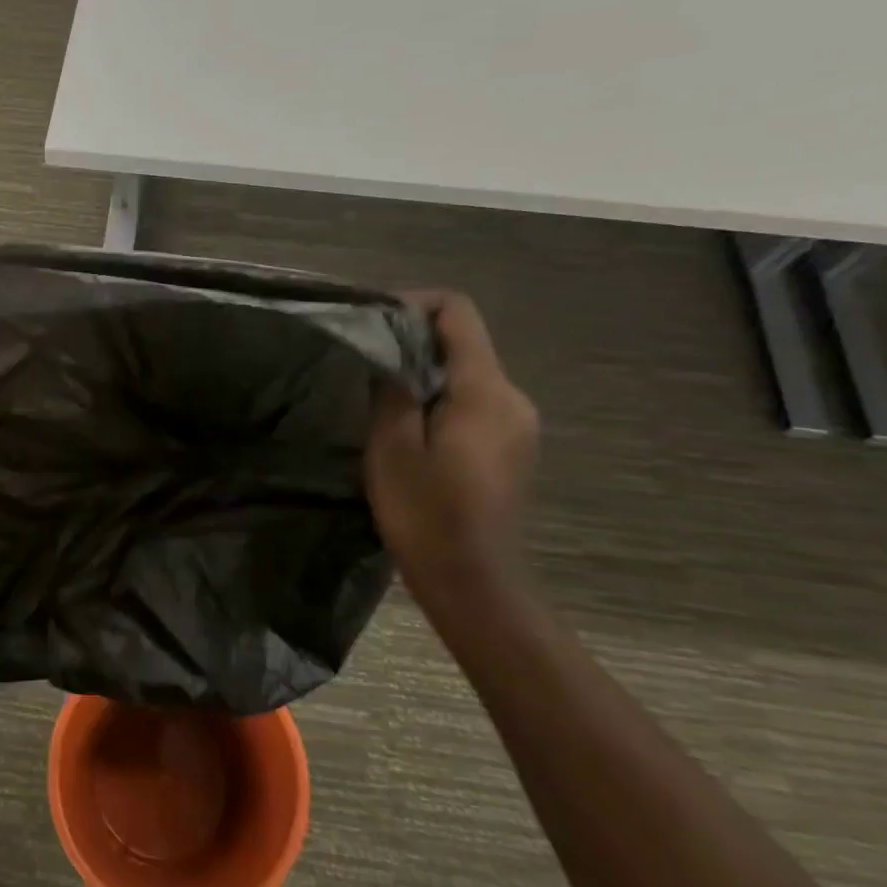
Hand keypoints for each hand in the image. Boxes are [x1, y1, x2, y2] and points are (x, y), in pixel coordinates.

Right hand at [365, 292, 537, 590]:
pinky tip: (411, 430)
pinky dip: (441, 398)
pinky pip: (475, 402)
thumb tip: (390, 352)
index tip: (375, 322)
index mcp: (486, 391)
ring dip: (425, 374)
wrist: (474, 582)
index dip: (415, 304)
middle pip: (464, 342)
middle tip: (368, 364)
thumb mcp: (392, 446)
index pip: (458, 313)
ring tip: (382, 398)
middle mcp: (513, 397)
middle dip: (414, 342)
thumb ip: (392, 388)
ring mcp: (519, 424)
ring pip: (468, 374)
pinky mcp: (513, 447)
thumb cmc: (426, 514)